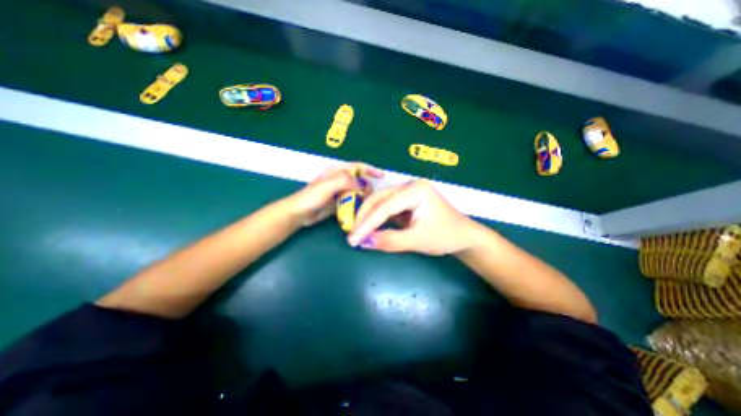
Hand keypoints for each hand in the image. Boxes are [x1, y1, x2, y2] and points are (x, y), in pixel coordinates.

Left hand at [287, 162, 383, 226]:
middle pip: (358, 179)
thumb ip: (345, 181)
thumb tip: (364, 183)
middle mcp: (339, 179)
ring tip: (369, 203)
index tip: (381, 176)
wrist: (300, 213)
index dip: (370, 169)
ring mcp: (339, 191)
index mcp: (336, 171)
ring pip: (356, 190)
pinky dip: (357, 203)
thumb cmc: (311, 197)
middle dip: (367, 185)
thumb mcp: (328, 185)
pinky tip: (362, 209)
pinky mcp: (338, 202)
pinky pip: (352, 200)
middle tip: (372, 195)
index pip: (357, 166)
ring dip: (363, 195)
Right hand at [351, 180, 477, 254]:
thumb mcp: (417, 240)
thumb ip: (390, 241)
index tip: (353, 239)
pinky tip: (370, 227)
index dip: (367, 223)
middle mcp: (410, 186)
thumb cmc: (445, 236)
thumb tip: (364, 243)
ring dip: (369, 217)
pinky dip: (377, 218)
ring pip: (381, 202)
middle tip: (352, 236)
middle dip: (365, 217)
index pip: (385, 206)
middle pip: (380, 199)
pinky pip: (387, 207)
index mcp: (416, 190)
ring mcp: (408, 192)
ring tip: (358, 232)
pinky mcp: (407, 200)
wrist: (464, 236)